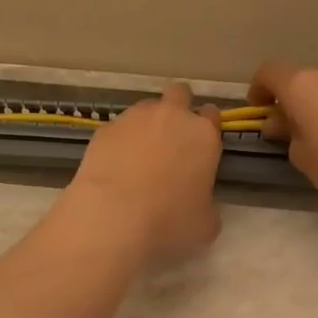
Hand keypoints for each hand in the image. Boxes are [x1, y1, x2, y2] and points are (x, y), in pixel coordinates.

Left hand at [64, 83, 222, 256]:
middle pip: (179, 94)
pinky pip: (118, 128)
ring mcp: (135, 118)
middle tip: (171, 139)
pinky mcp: (105, 129)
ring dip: (147, 124)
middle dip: (178, 108)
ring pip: (146, 108)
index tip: (200, 147)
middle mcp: (171, 116)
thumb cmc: (169, 221)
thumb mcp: (206, 223)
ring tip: (138, 156)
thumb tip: (199, 202)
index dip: (207, 129)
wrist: (112, 217)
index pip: (212, 115)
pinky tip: (114, 166)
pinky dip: (119, 141)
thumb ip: (207, 202)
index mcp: (203, 135)